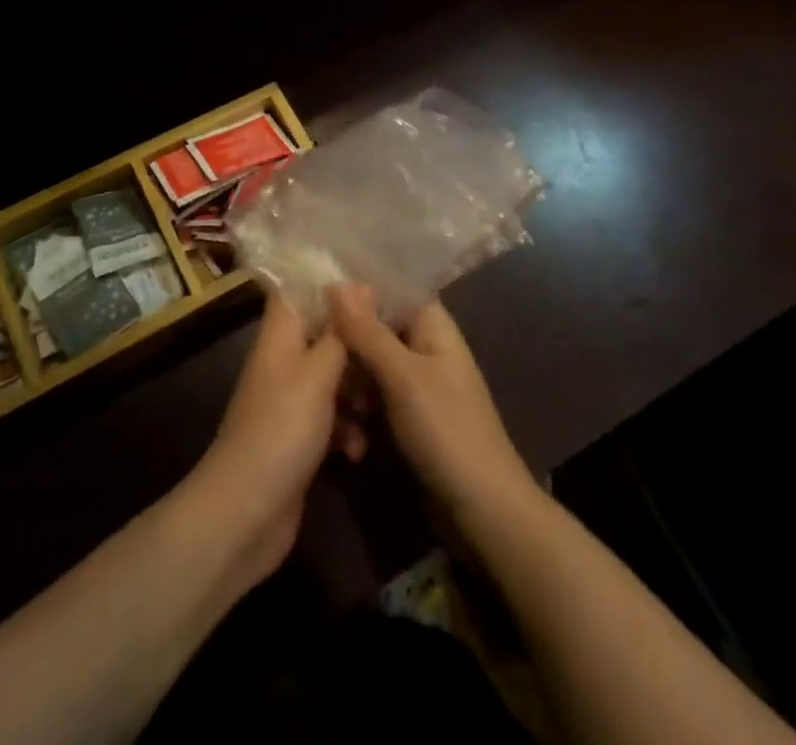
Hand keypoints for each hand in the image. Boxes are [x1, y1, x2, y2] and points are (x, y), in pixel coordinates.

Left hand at [188, 295, 349, 587]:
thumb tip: (360, 285)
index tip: (374, 288)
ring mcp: (291, 402)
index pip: (300, 290)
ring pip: (333, 377)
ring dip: (357, 390)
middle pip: (324, 335)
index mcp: (281, 336)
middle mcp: (284, 362)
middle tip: (391, 348)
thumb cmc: (281, 429)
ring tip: (377, 404)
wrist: (245, 514)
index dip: (333, 286)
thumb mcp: (317, 374)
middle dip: (357, 342)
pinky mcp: (300, 439)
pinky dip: (347, 429)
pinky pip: (331, 419)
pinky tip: (358, 449)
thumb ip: (341, 332)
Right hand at [327, 285, 539, 526]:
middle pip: (372, 330)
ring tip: (337, 418)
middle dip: (345, 350)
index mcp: (430, 323)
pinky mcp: (406, 417)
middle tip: (319, 372)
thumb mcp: (402, 376)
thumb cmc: (446, 430)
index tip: (312, 303)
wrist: (482, 511)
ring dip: (349, 388)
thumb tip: (335, 282)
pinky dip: (358, 414)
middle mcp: (422, 345)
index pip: (386, 290)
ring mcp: (415, 383)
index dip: (351, 294)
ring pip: (367, 367)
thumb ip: (367, 331)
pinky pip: (373, 399)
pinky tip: (348, 440)